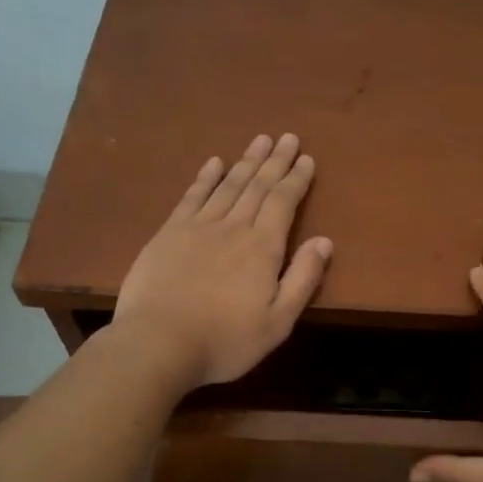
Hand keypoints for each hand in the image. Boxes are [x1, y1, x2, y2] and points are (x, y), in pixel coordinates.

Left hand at [111, 133, 331, 389]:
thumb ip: (303, 279)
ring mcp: (197, 227)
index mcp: (263, 247)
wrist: (158, 343)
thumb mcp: (278, 321)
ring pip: (228, 185)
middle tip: (286, 137)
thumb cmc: (226, 340)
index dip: (296, 179)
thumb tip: (324, 241)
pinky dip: (205, 178)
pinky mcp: (168, 234)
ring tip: (259, 141)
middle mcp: (233, 227)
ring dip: (246, 162)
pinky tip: (214, 163)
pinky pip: (192, 197)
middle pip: (257, 186)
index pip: (283, 202)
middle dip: (275, 161)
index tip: (306, 158)